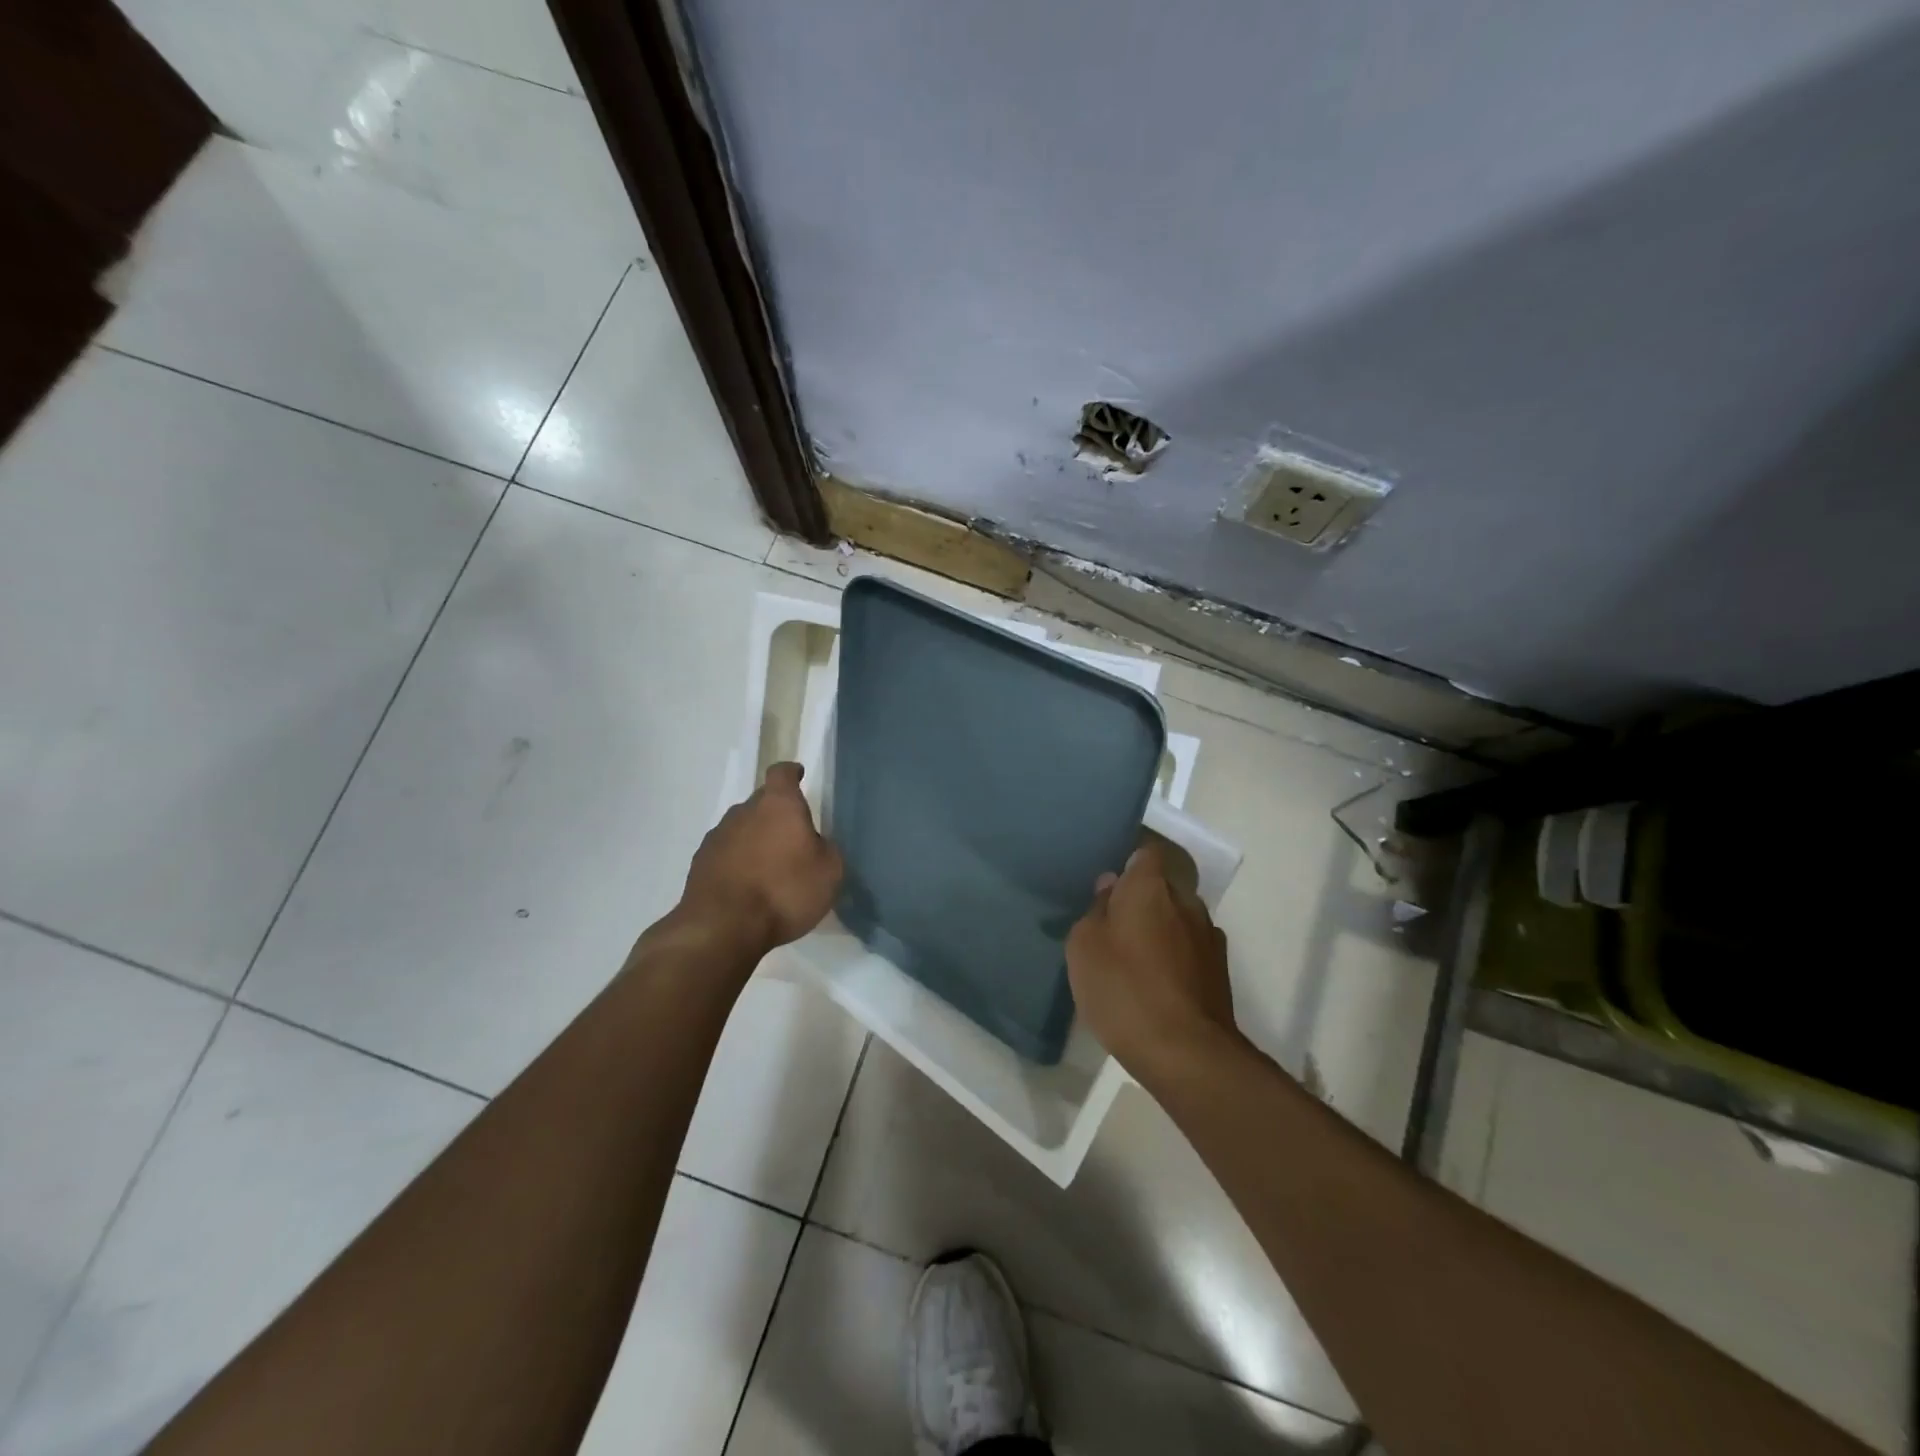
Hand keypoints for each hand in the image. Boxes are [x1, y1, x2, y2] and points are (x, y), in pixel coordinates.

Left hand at [678, 762, 843, 956]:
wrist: (722, 928)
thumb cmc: (784, 892)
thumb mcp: (829, 872)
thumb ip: (826, 849)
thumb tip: (815, 843)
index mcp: (778, 805)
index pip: (782, 773)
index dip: (791, 774)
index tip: (798, 777)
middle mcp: (744, 812)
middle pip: (761, 802)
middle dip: (776, 814)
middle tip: (792, 838)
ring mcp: (717, 837)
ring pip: (742, 828)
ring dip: (755, 840)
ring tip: (769, 867)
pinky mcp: (700, 864)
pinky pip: (726, 853)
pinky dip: (737, 862)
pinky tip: (747, 886)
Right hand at [1066, 840, 1238, 1082]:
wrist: (1186, 1052)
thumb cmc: (1124, 989)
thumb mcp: (1084, 947)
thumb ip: (1096, 910)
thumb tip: (1111, 887)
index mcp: (1150, 887)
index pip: (1145, 853)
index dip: (1129, 863)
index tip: (1110, 884)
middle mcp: (1186, 901)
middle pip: (1162, 888)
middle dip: (1142, 901)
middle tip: (1114, 928)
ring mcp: (1208, 936)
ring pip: (1178, 920)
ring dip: (1160, 931)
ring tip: (1135, 962)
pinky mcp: (1220, 971)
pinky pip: (1190, 950)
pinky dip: (1175, 959)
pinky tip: (1157, 986)